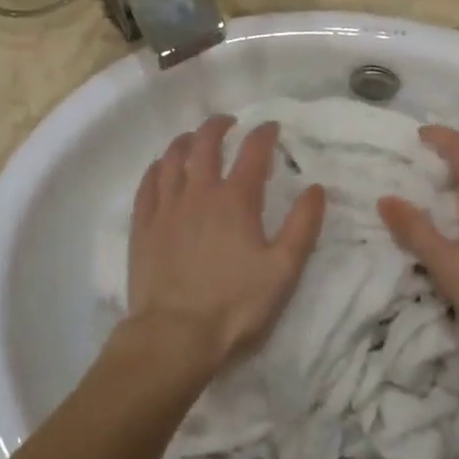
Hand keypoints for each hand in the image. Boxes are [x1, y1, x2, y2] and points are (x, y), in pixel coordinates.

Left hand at [124, 116, 326, 374]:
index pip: (253, 152)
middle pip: (205, 144)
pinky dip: (156, 168)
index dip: (264, 134)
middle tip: (228, 122)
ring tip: (193, 138)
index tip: (271, 127)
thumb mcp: (283, 270)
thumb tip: (316, 188)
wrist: (174, 336)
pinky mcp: (143, 226)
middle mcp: (198, 192)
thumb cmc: (234, 306)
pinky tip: (159, 168)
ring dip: (185, 141)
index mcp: (235, 200)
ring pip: (172, 158)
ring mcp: (166, 207)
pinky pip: (147, 184)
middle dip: (218, 126)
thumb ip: (302, 227)